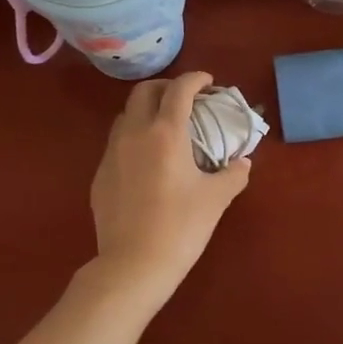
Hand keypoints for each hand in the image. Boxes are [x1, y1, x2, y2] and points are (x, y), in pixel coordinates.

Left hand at [89, 72, 252, 311]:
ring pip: (126, 115)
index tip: (209, 82)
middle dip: (167, 88)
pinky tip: (148, 161)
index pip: (179, 89)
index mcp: (166, 133)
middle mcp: (135, 133)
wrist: (133, 264)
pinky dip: (134, 138)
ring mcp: (112, 153)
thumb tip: (242, 163)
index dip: (195, 79)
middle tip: (186, 100)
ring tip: (166, 127)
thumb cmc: (181, 227)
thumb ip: (233, 174)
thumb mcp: (216, 198)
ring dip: (147, 111)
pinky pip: (117, 143)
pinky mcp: (100, 174)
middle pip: (144, 92)